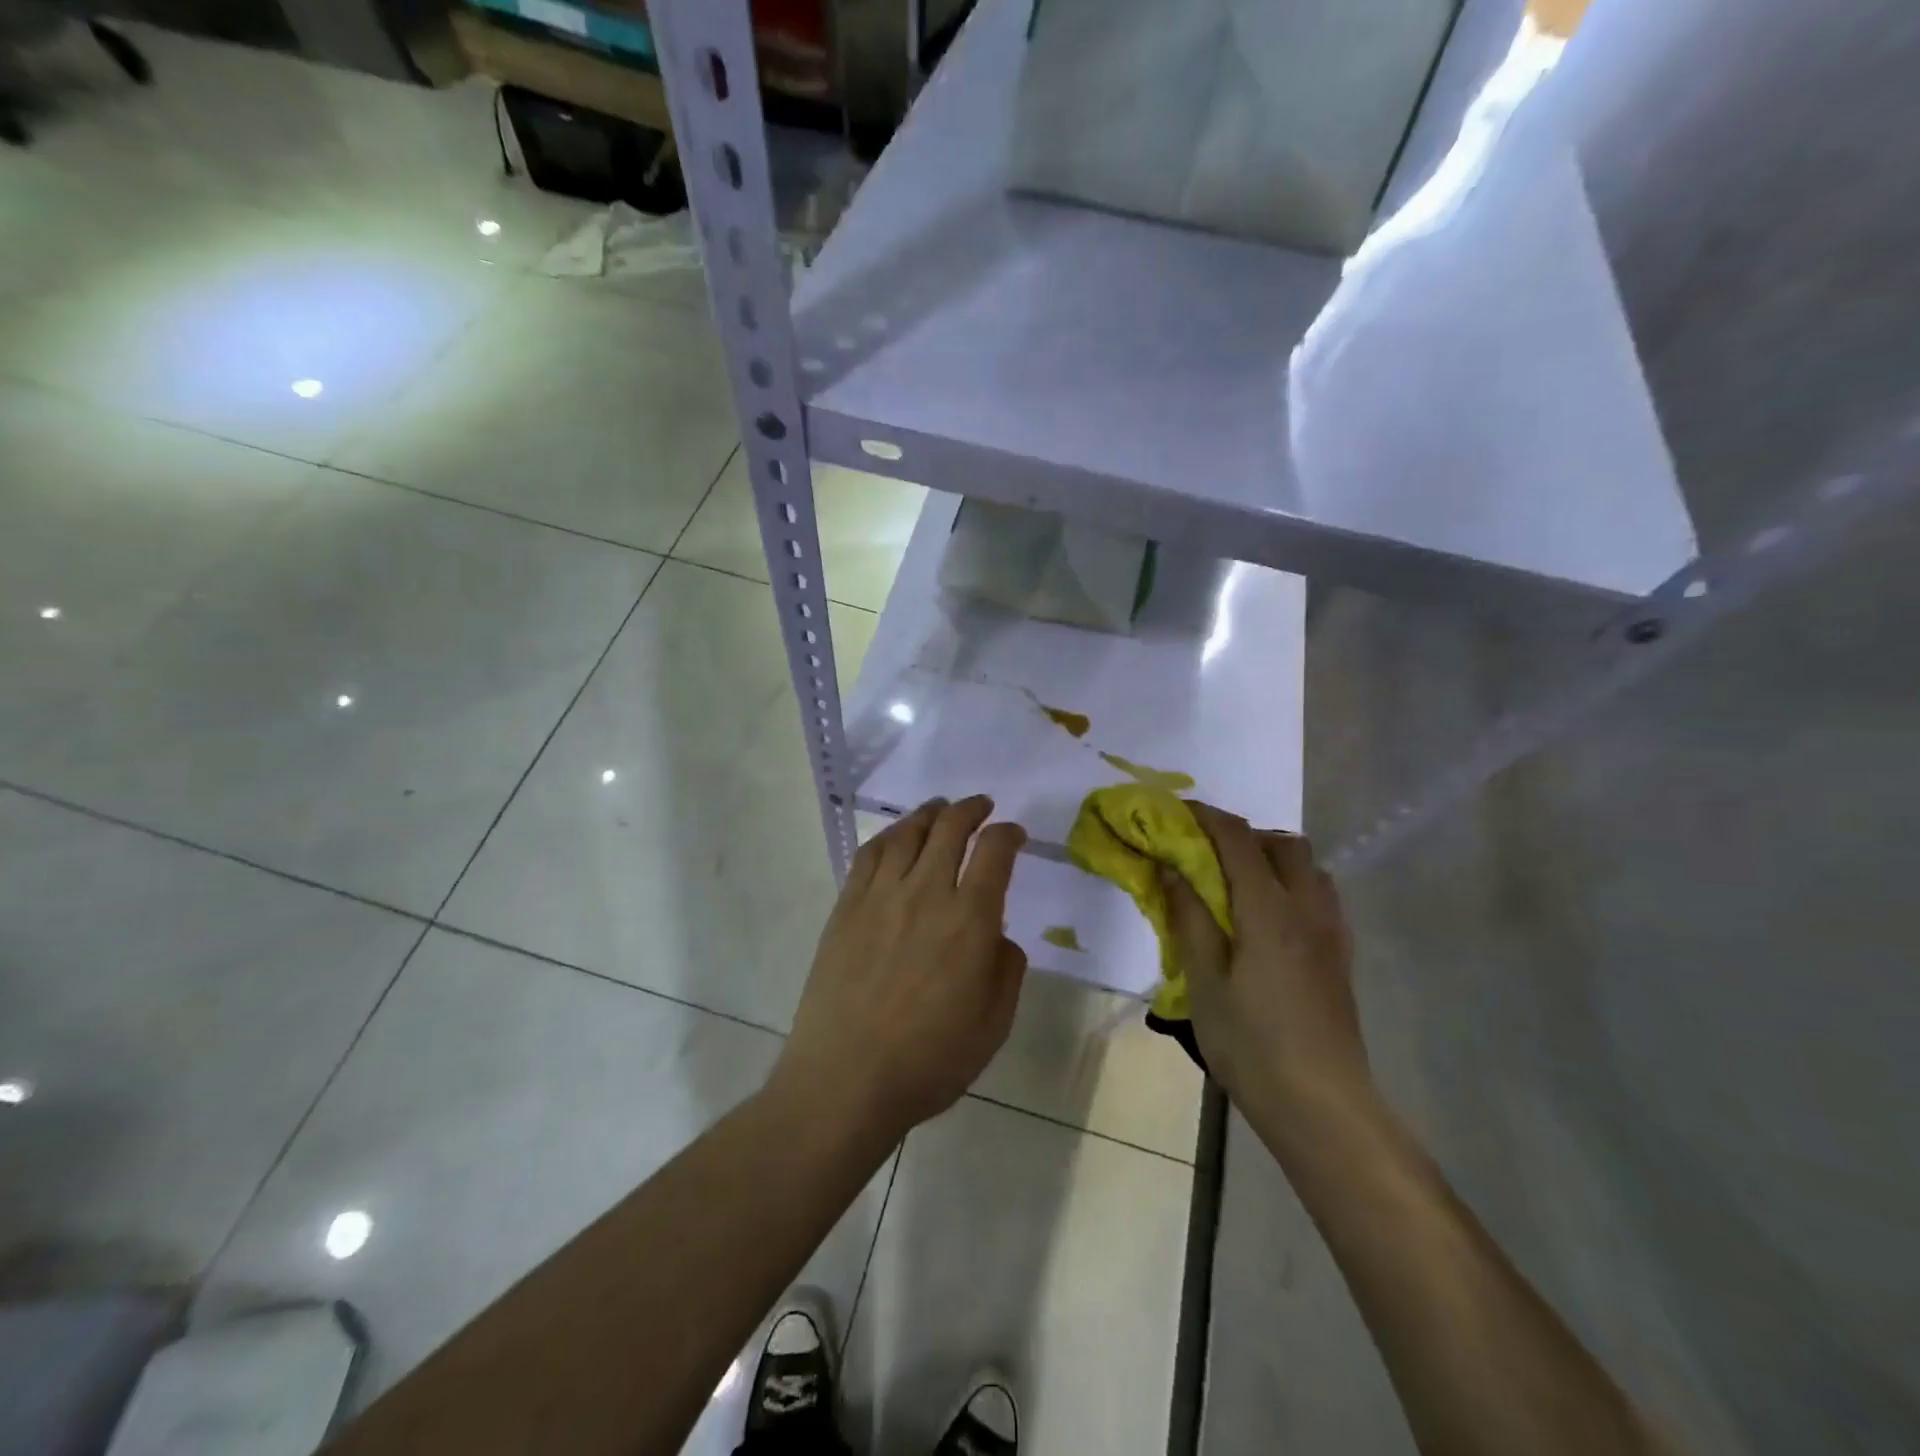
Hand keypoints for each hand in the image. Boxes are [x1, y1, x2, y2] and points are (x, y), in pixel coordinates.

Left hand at [771, 796, 1027, 1146]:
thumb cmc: (929, 1060)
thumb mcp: (994, 1024)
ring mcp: (880, 896)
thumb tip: (998, 935)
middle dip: (972, 809)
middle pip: (950, 828)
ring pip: (908, 833)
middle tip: (982, 807)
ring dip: (930, 813)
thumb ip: (1007, 969)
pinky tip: (896, 836)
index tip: (1014, 834)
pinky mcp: (846, 906)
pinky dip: (889, 834)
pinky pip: (869, 854)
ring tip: (941, 808)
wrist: (845, 1079)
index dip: (1009, 834)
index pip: (995, 852)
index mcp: (969, 920)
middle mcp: (926, 893)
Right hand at [1161, 803, 1370, 1133]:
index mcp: (1269, 910)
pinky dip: (1292, 885)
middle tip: (1207, 853)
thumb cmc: (1251, 1044)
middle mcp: (1307, 909)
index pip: (1238, 840)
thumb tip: (1171, 867)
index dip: (1207, 817)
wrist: (1322, 1105)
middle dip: (1244, 834)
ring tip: (1237, 884)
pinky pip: (1320, 896)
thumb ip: (1189, 917)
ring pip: (1309, 868)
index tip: (1178, 811)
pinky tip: (1268, 920)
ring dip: (1273, 858)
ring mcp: (1331, 933)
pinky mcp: (1341, 957)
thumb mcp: (1204, 981)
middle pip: (1284, 844)